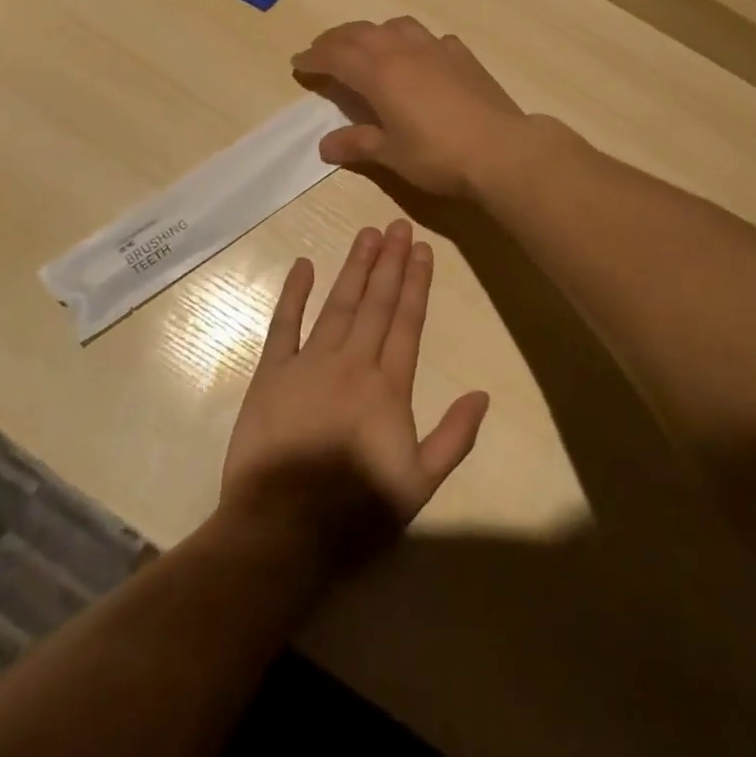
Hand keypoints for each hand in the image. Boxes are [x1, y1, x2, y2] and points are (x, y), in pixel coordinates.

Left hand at [221, 221, 489, 557]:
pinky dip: (294, 293)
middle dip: (390, 261)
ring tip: (368, 234)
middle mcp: (352, 363)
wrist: (281, 531)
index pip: (407, 321)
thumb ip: (454, 438)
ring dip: (355, 267)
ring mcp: (309, 363)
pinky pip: (284, 324)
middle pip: (376, 302)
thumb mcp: (419, 486)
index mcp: (388, 386)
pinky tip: (304, 265)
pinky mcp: (272, 373)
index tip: (423, 249)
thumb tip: (482, 394)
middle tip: (398, 225)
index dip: (417, 283)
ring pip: (338, 304)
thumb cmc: (355, 512)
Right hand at [292, 18, 525, 197]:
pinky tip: (418, 57)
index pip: (336, 56)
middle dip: (336, 40)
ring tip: (366, 47)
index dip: (314, 58)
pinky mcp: (462, 55)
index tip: (298, 63)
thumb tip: (325, 145)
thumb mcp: (391, 154)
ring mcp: (436, 48)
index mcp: (379, 73)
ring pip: (395, 26)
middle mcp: (404, 50)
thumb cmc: (438, 155)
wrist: (500, 149)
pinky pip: (428, 38)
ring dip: (373, 32)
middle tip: (321, 51)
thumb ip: (357, 144)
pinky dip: (411, 42)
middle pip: (361, 33)